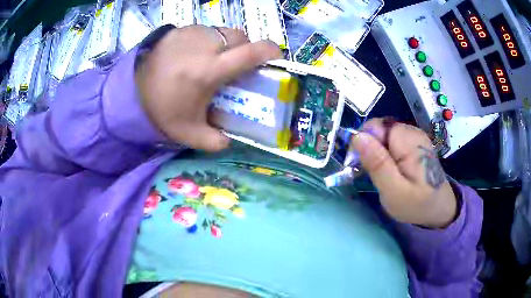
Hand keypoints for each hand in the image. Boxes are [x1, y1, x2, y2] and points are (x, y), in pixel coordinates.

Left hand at [135, 26, 280, 150]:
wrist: (130, 93)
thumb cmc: (161, 111)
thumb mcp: (189, 133)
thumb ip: (216, 141)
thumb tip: (233, 139)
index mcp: (209, 70)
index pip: (252, 52)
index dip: (271, 52)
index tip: (276, 58)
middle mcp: (204, 45)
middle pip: (241, 37)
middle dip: (246, 49)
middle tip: (238, 65)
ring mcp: (191, 33)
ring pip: (224, 31)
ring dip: (227, 44)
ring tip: (215, 60)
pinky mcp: (180, 29)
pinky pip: (206, 30)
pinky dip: (210, 40)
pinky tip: (196, 55)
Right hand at [350, 119, 457, 228]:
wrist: (439, 208)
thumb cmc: (416, 204)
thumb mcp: (393, 190)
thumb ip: (377, 163)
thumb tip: (358, 137)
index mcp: (408, 141)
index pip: (375, 126)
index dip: (363, 142)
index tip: (359, 164)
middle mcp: (412, 131)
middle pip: (379, 128)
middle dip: (370, 148)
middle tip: (371, 173)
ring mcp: (415, 135)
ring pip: (384, 134)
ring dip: (377, 151)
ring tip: (381, 173)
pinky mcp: (414, 142)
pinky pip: (392, 140)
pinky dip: (386, 152)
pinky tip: (390, 168)